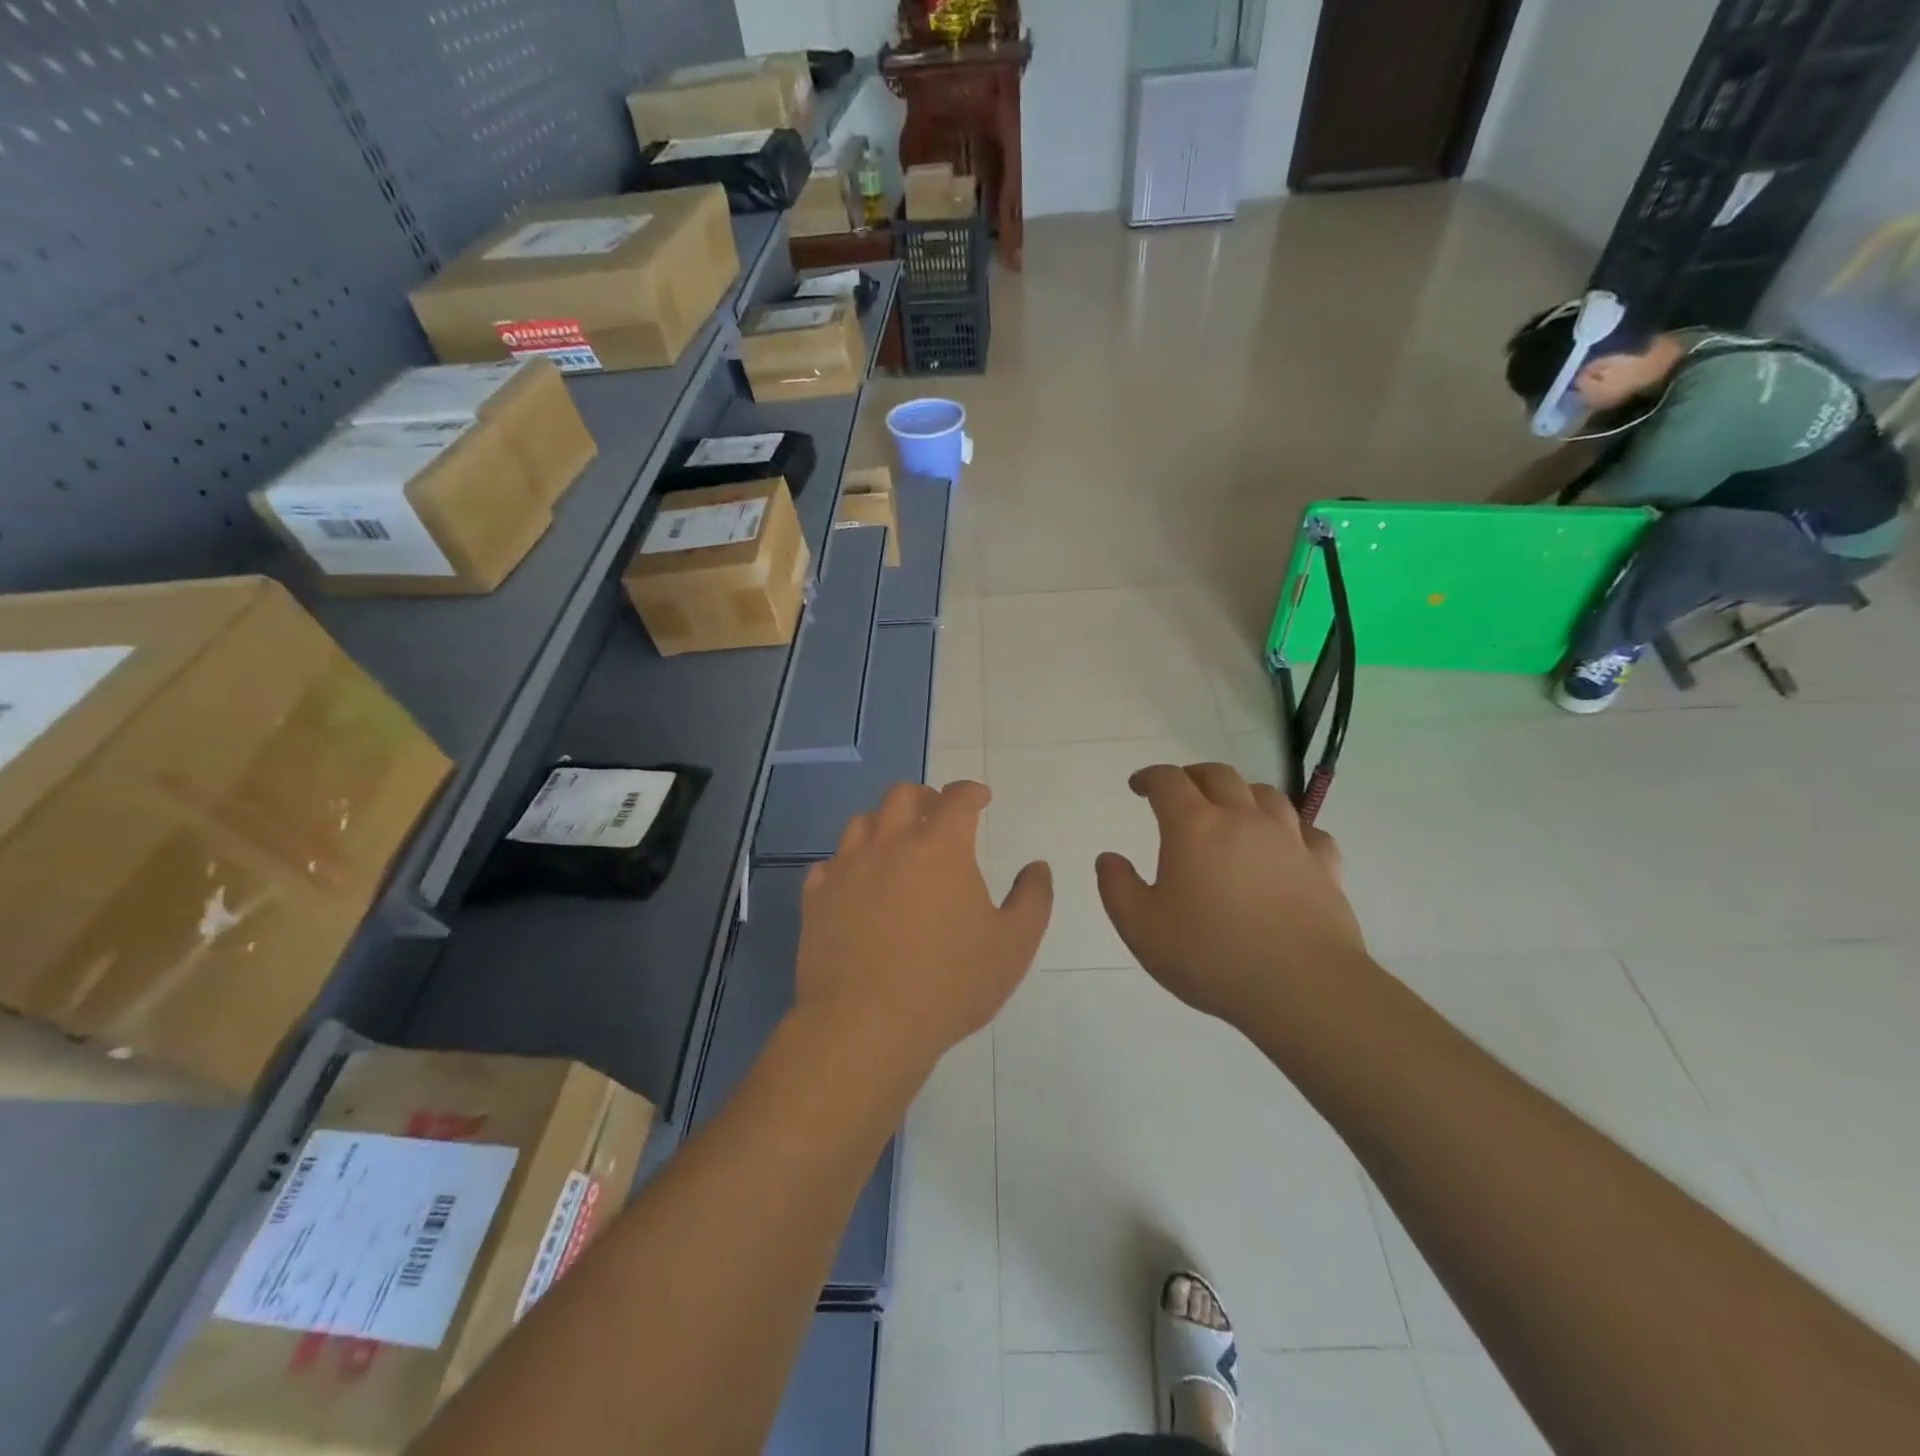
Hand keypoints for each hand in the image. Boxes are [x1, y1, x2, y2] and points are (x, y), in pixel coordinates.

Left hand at [795, 781, 1051, 1071]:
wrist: (866, 1025)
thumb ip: (1033, 899)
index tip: (980, 798)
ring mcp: (847, 868)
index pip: (957, 798)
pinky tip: (857, 884)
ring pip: (861, 822)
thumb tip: (1037, 866)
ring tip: (896, 846)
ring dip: (884, 824)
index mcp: (940, 847)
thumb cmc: (948, 983)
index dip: (972, 792)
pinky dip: (847, 864)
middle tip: (938, 816)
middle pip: (902, 795)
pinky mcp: (816, 897)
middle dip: (925, 797)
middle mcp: (890, 844)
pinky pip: (830, 863)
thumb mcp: (1013, 946)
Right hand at [1096, 764, 1367, 1026]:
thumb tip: (1109, 858)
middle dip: (1193, 776)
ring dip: (1242, 793)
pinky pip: (1308, 832)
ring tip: (1232, 810)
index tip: (1138, 786)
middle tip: (1180, 791)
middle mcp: (1243, 820)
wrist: (1303, 988)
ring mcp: (1289, 840)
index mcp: (1194, 828)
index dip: (1150, 777)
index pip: (1168, 782)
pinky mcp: (1324, 866)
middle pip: (1219, 775)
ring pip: (1266, 795)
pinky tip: (1287, 844)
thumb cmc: (1211, 956)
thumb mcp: (1141, 929)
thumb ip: (1117, 888)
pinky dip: (1292, 829)